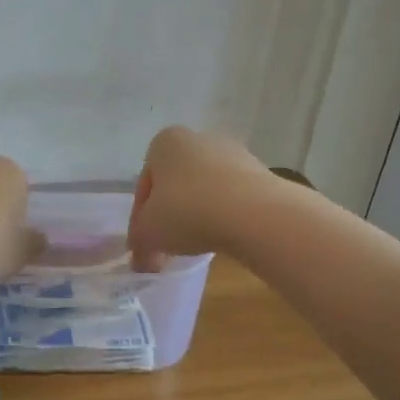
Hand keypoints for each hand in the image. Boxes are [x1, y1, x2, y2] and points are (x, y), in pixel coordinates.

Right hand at [128, 126, 274, 270]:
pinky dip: (223, 216)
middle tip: (167, 246)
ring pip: (204, 190)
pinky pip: (231, 197)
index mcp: (165, 143)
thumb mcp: (149, 233)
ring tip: (196, 245)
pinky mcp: (260, 173)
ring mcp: (233, 153)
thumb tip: (142, 260)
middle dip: (170, 215)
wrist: (253, 213)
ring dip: (197, 215)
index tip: (144, 244)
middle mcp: (199, 139)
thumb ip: (140, 244)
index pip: (145, 184)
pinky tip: (222, 237)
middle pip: (175, 185)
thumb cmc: (187, 211)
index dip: (141, 219)